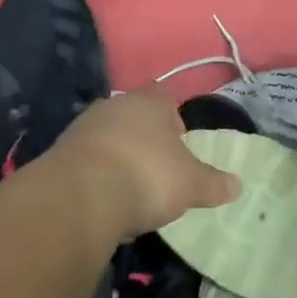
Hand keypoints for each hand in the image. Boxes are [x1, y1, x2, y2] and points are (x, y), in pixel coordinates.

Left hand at [47, 88, 240, 240]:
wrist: (80, 196)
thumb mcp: (191, 185)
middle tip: (157, 166)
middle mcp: (111, 107)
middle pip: (131, 116)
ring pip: (106, 139)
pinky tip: (105, 202)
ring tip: (131, 189)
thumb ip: (213, 183)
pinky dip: (96, 178)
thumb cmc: (147, 176)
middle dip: (143, 138)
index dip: (172, 115)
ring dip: (117, 158)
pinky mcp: (59, 155)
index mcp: (147, 103)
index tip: (179, 138)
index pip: (162, 95)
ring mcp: (81, 129)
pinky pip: (86, 163)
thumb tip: (237, 185)